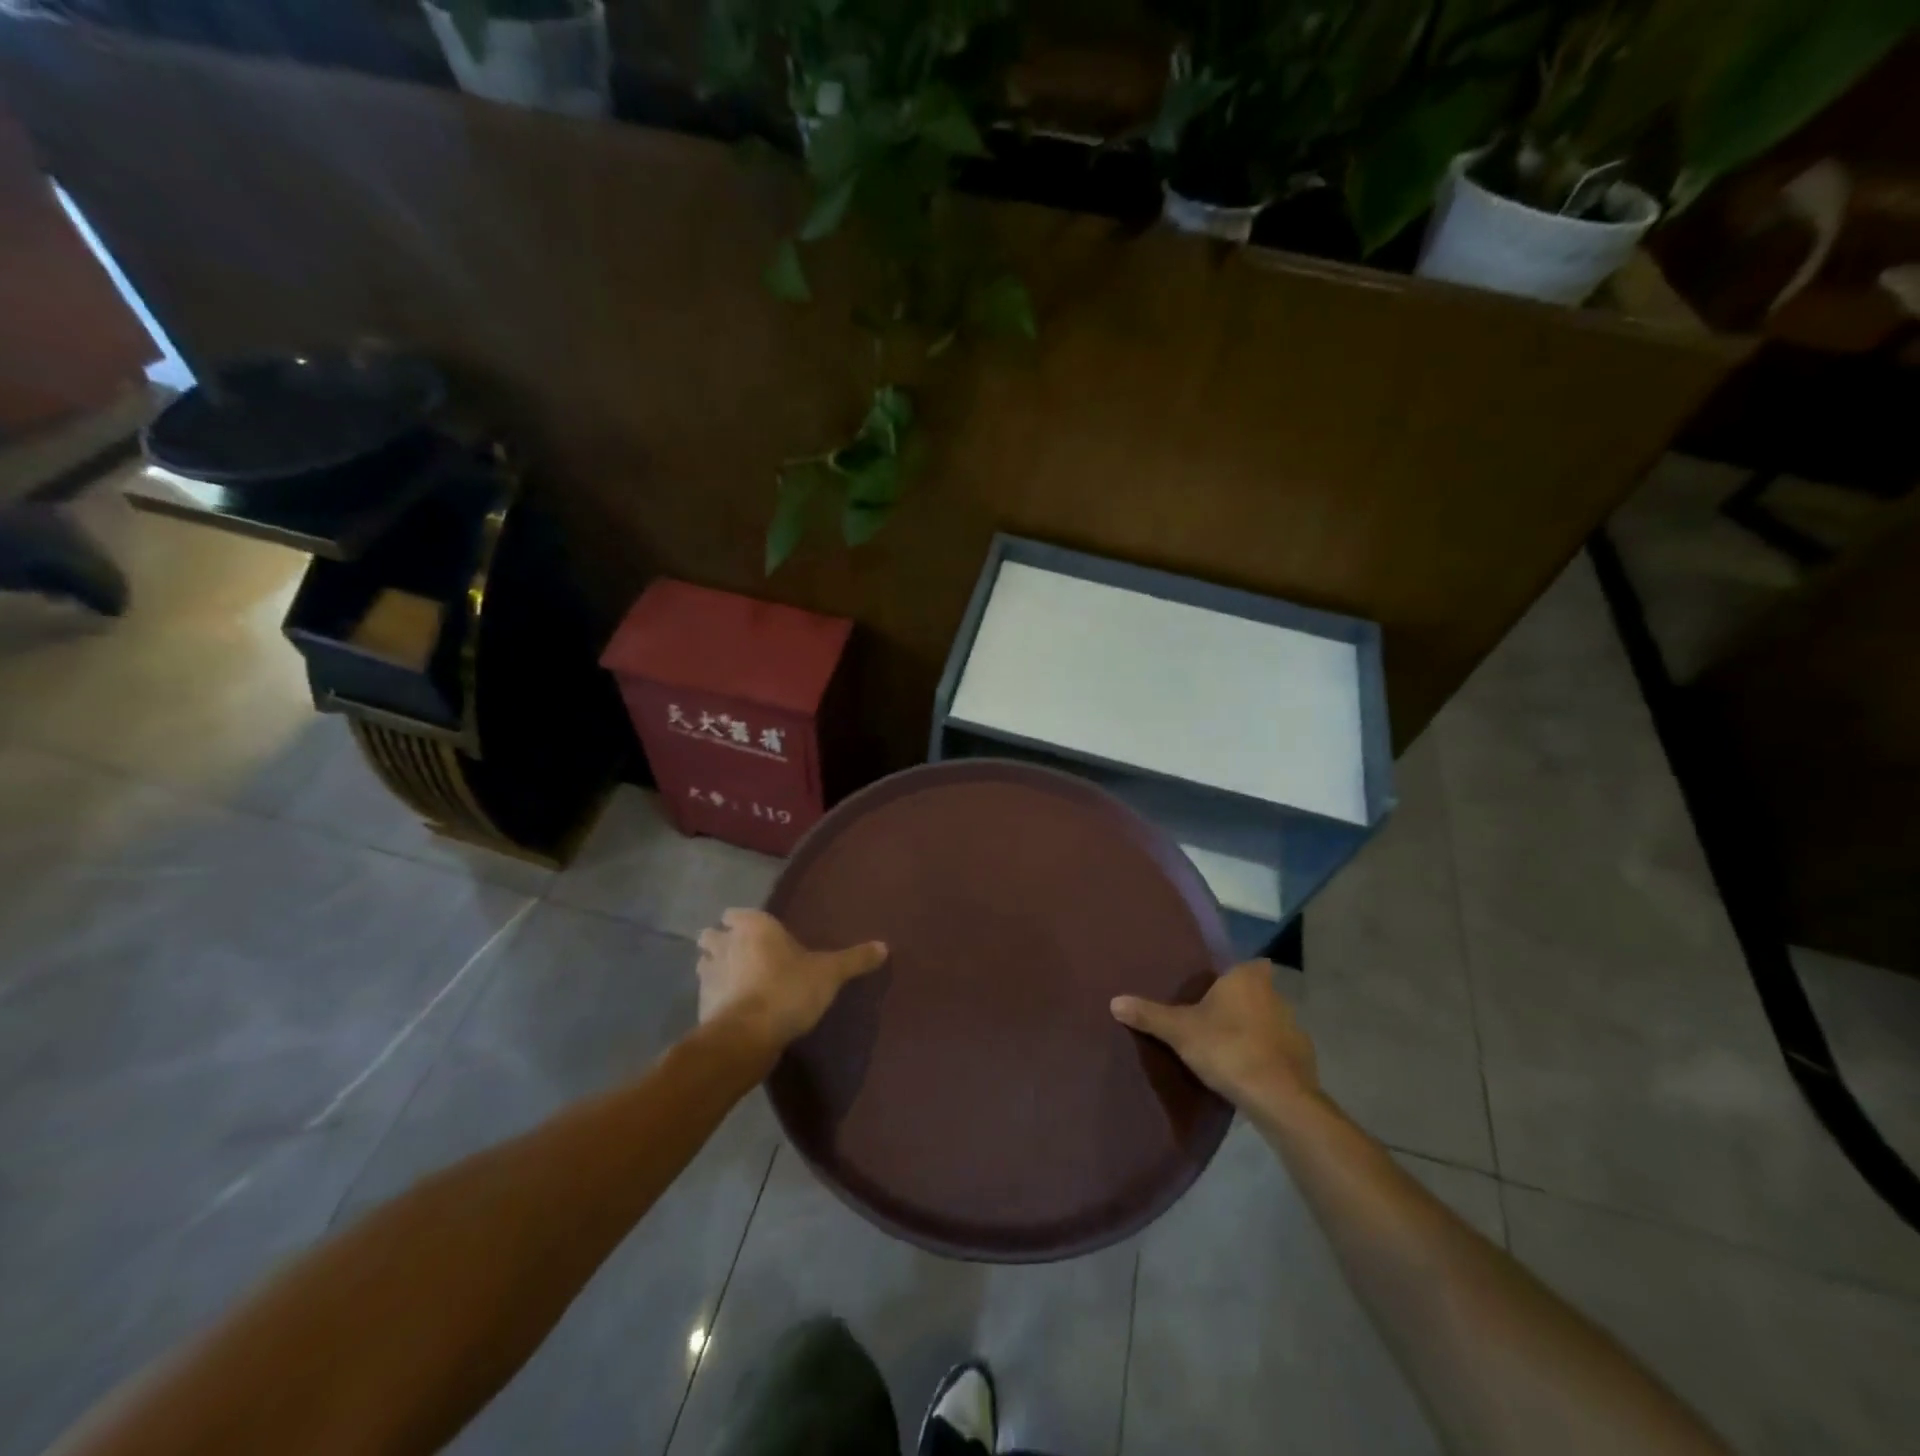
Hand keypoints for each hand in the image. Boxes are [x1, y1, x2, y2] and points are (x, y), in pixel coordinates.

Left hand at [696, 909, 887, 1054]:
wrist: (747, 1037)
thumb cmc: (788, 989)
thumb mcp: (830, 973)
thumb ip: (855, 959)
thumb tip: (884, 946)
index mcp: (753, 925)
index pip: (736, 913)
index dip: (743, 921)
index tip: (756, 931)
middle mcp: (725, 943)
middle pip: (713, 935)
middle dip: (722, 942)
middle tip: (744, 955)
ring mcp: (708, 974)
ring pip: (705, 963)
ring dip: (715, 968)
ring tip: (737, 981)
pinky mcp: (701, 1005)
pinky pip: (707, 994)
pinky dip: (716, 998)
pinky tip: (734, 1009)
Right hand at [1111, 961, 1316, 1111]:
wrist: (1278, 1098)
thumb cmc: (1228, 1049)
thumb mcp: (1179, 1032)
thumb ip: (1149, 1015)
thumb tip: (1114, 1001)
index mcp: (1247, 979)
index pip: (1248, 964)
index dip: (1235, 974)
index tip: (1217, 988)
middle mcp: (1276, 996)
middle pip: (1258, 992)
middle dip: (1241, 1003)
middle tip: (1214, 1018)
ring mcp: (1294, 1027)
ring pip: (1270, 1021)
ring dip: (1255, 1030)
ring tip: (1228, 1047)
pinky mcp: (1304, 1059)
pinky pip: (1280, 1050)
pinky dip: (1267, 1056)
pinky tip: (1249, 1071)